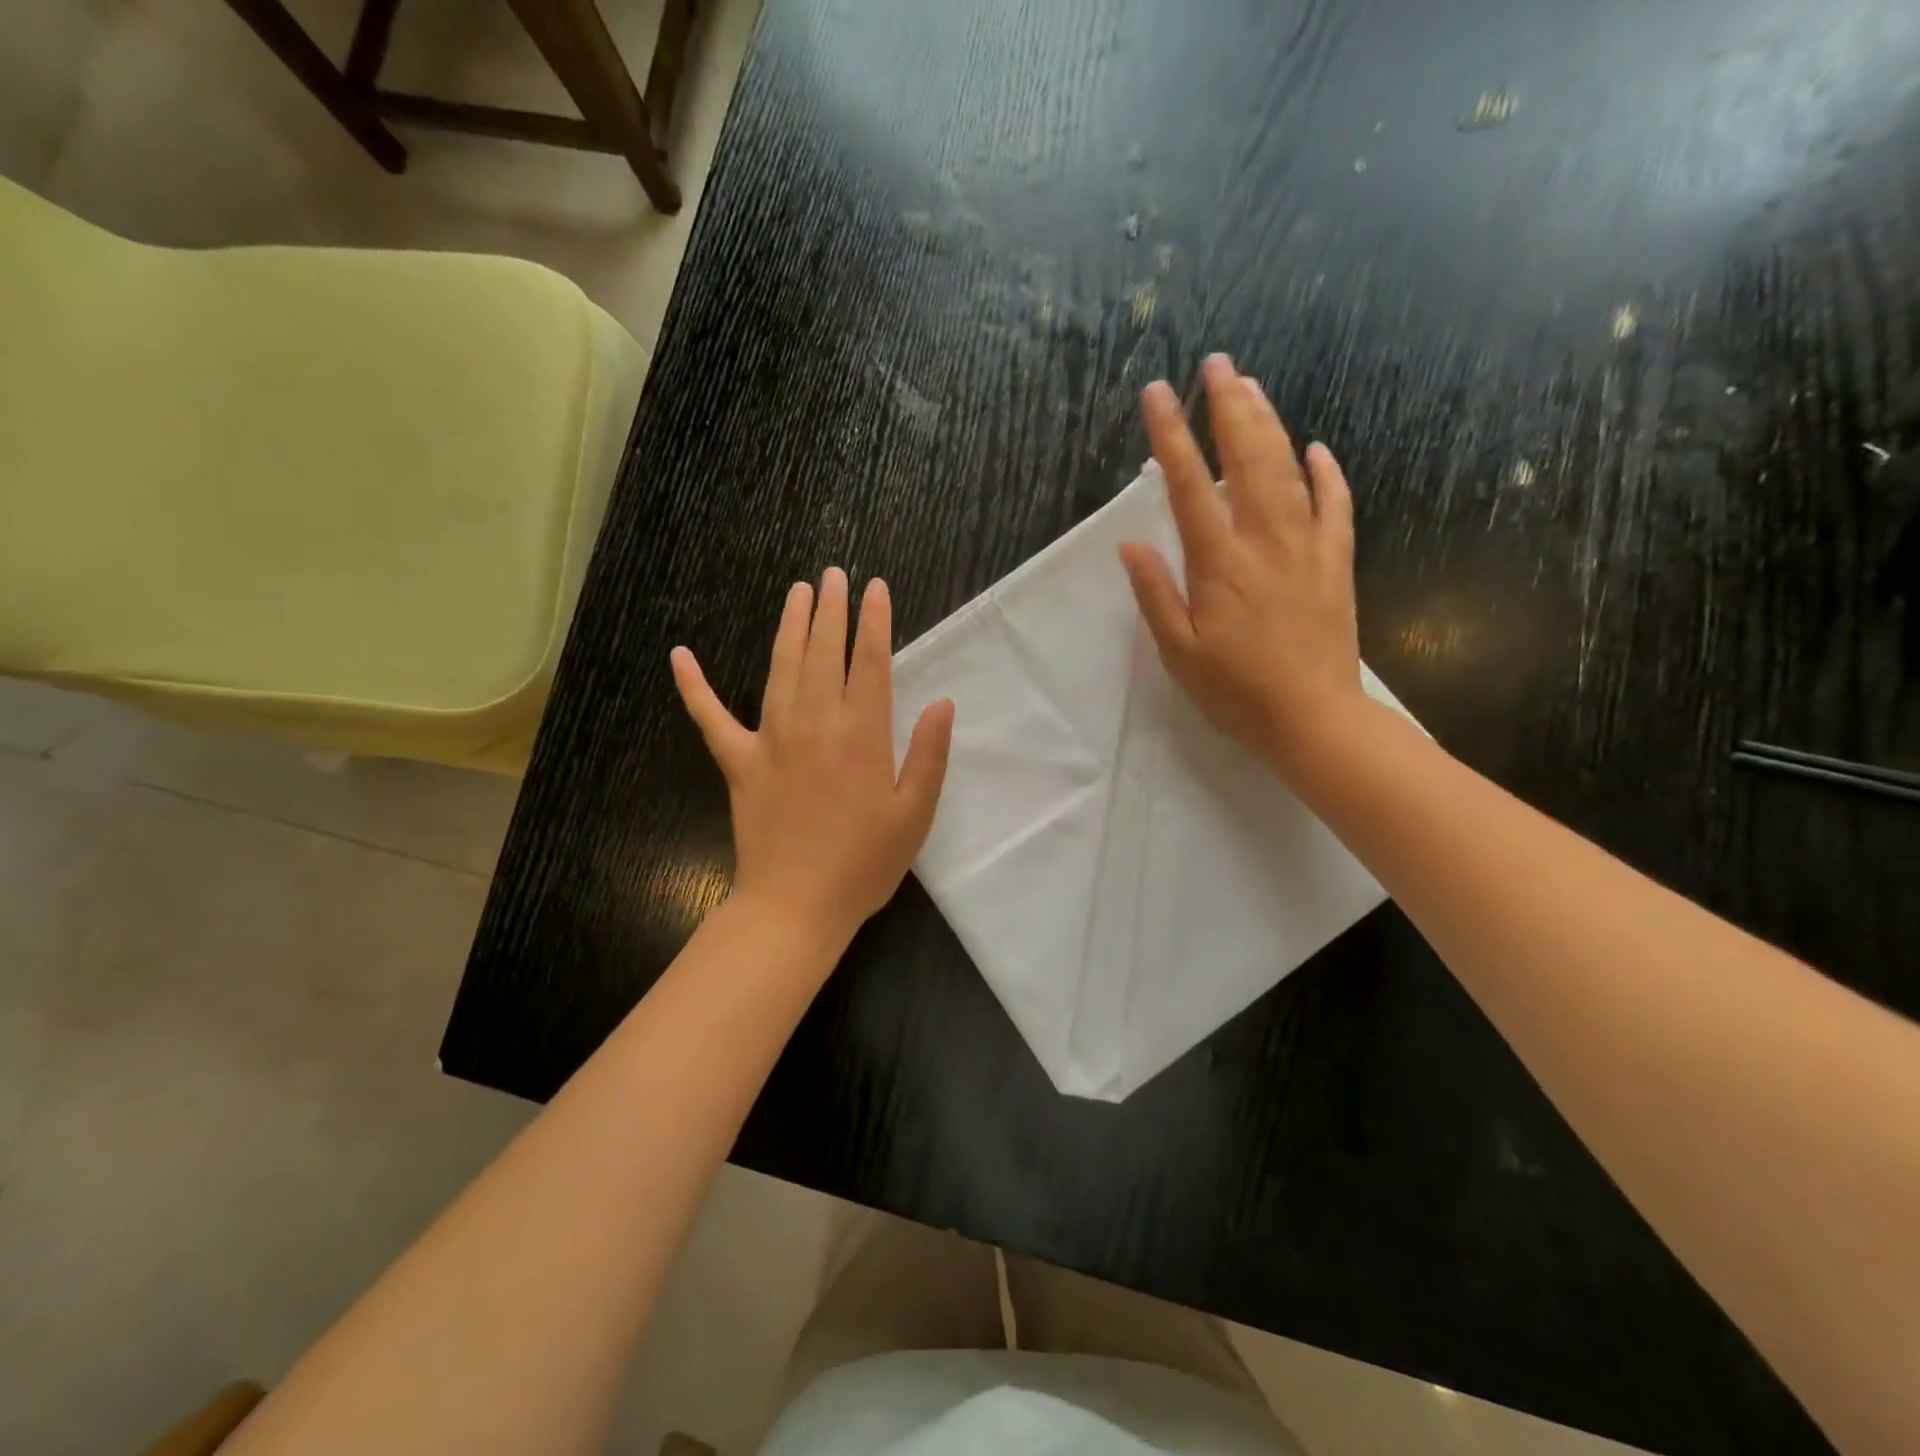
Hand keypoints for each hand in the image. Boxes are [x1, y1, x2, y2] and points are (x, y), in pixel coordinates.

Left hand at [671, 569, 954, 949]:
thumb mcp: (914, 815)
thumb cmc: (863, 864)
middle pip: (822, 652)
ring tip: (797, 593)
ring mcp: (770, 739)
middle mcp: (814, 724)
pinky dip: (694, 686)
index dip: (874, 621)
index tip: (876, 588)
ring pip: (779, 667)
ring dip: (789, 626)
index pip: (869, 661)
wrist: (795, 907)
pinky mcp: (738, 762)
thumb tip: (941, 703)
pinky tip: (680, 655)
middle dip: (830, 609)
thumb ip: (928, 755)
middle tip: (833, 575)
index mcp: (861, 734)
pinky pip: (710, 717)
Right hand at [1120, 354, 1368, 773]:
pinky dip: (1327, 473)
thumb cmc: (1236, 691)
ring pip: (1289, 470)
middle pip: (1246, 459)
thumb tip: (1131, 543)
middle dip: (1229, 407)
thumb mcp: (1178, 652)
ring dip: (1269, 424)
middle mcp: (1264, 541)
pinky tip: (1317, 448)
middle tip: (1218, 363)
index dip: (1171, 436)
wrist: (1313, 718)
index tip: (1158, 393)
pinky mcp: (1336, 563)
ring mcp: (1306, 547)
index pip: (1188, 485)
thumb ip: (1155, 594)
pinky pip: (1335, 505)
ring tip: (1252, 388)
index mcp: (1219, 562)